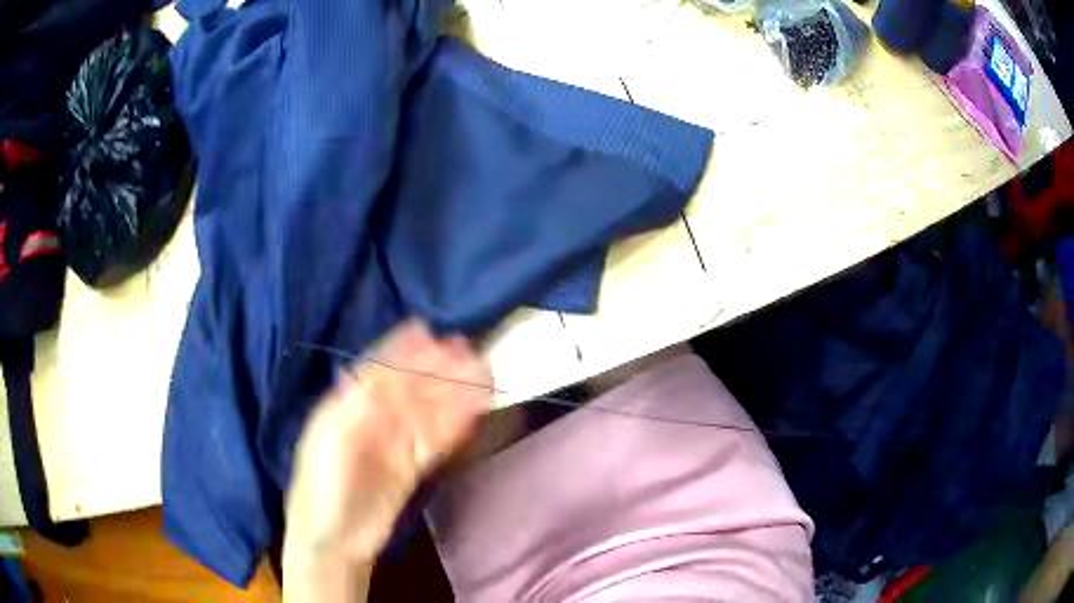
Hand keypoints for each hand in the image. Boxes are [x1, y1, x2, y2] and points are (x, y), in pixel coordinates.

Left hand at [285, 320, 490, 567]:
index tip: (428, 330)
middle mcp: (372, 418)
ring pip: (428, 412)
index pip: (378, 369)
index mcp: (347, 404)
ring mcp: (393, 444)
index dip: (402, 350)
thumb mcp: (331, 440)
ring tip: (480, 375)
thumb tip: (384, 371)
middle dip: (436, 369)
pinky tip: (471, 412)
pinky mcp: (410, 467)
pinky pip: (435, 440)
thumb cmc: (322, 486)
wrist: (334, 540)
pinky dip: (454, 426)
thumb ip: (358, 405)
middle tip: (468, 350)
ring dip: (452, 394)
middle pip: (409, 388)